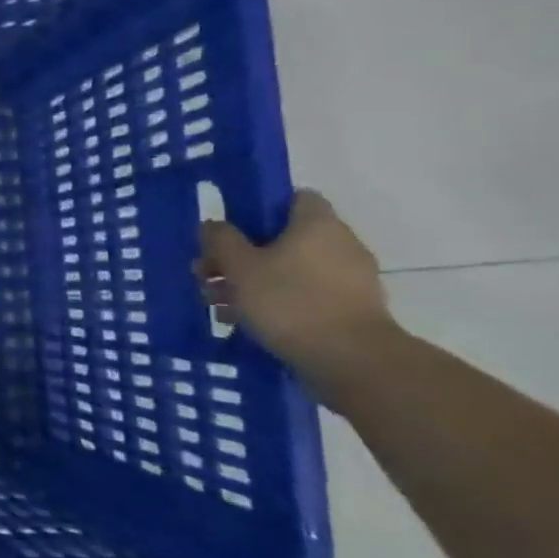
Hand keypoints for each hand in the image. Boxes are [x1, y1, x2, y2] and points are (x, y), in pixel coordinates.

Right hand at [196, 190, 400, 392]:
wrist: (351, 360)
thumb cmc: (290, 301)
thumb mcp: (240, 267)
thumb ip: (221, 240)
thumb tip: (213, 225)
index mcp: (317, 224)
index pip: (291, 197)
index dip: (257, 209)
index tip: (228, 230)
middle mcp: (339, 244)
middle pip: (282, 238)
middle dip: (240, 256)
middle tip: (207, 274)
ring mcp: (349, 279)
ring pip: (288, 270)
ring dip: (251, 282)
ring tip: (216, 304)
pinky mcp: (348, 309)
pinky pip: (302, 295)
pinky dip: (274, 303)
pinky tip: (243, 322)